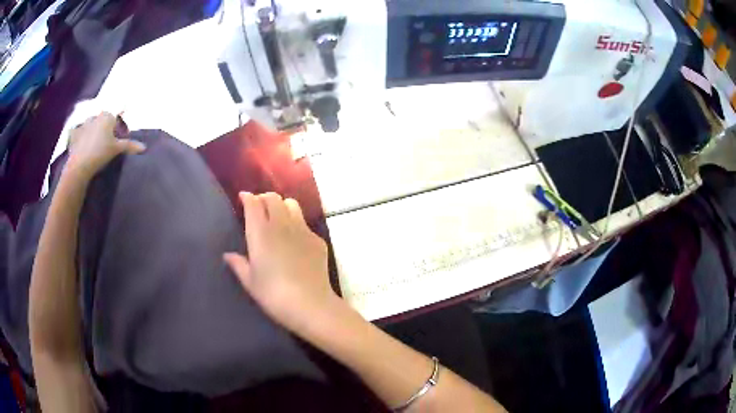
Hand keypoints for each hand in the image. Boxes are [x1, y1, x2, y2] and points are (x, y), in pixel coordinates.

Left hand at [66, 112, 144, 179]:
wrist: (80, 165)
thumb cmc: (100, 153)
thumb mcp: (116, 149)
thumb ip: (129, 145)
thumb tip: (144, 147)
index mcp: (108, 116)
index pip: (118, 114)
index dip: (121, 123)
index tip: (123, 133)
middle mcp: (96, 116)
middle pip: (105, 119)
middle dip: (108, 126)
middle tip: (110, 140)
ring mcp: (84, 124)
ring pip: (92, 124)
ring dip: (94, 130)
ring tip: (95, 143)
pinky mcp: (74, 134)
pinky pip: (79, 131)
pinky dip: (81, 135)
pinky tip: (82, 143)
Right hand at [224, 192, 338, 334]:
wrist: (310, 304)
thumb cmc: (273, 294)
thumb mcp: (250, 282)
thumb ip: (238, 264)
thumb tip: (228, 255)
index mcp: (260, 232)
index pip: (253, 203)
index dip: (247, 197)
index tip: (243, 198)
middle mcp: (281, 224)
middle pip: (273, 198)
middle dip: (264, 198)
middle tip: (259, 208)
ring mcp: (302, 230)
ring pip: (292, 204)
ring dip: (282, 206)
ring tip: (277, 218)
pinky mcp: (317, 240)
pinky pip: (305, 223)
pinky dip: (296, 224)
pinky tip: (294, 240)